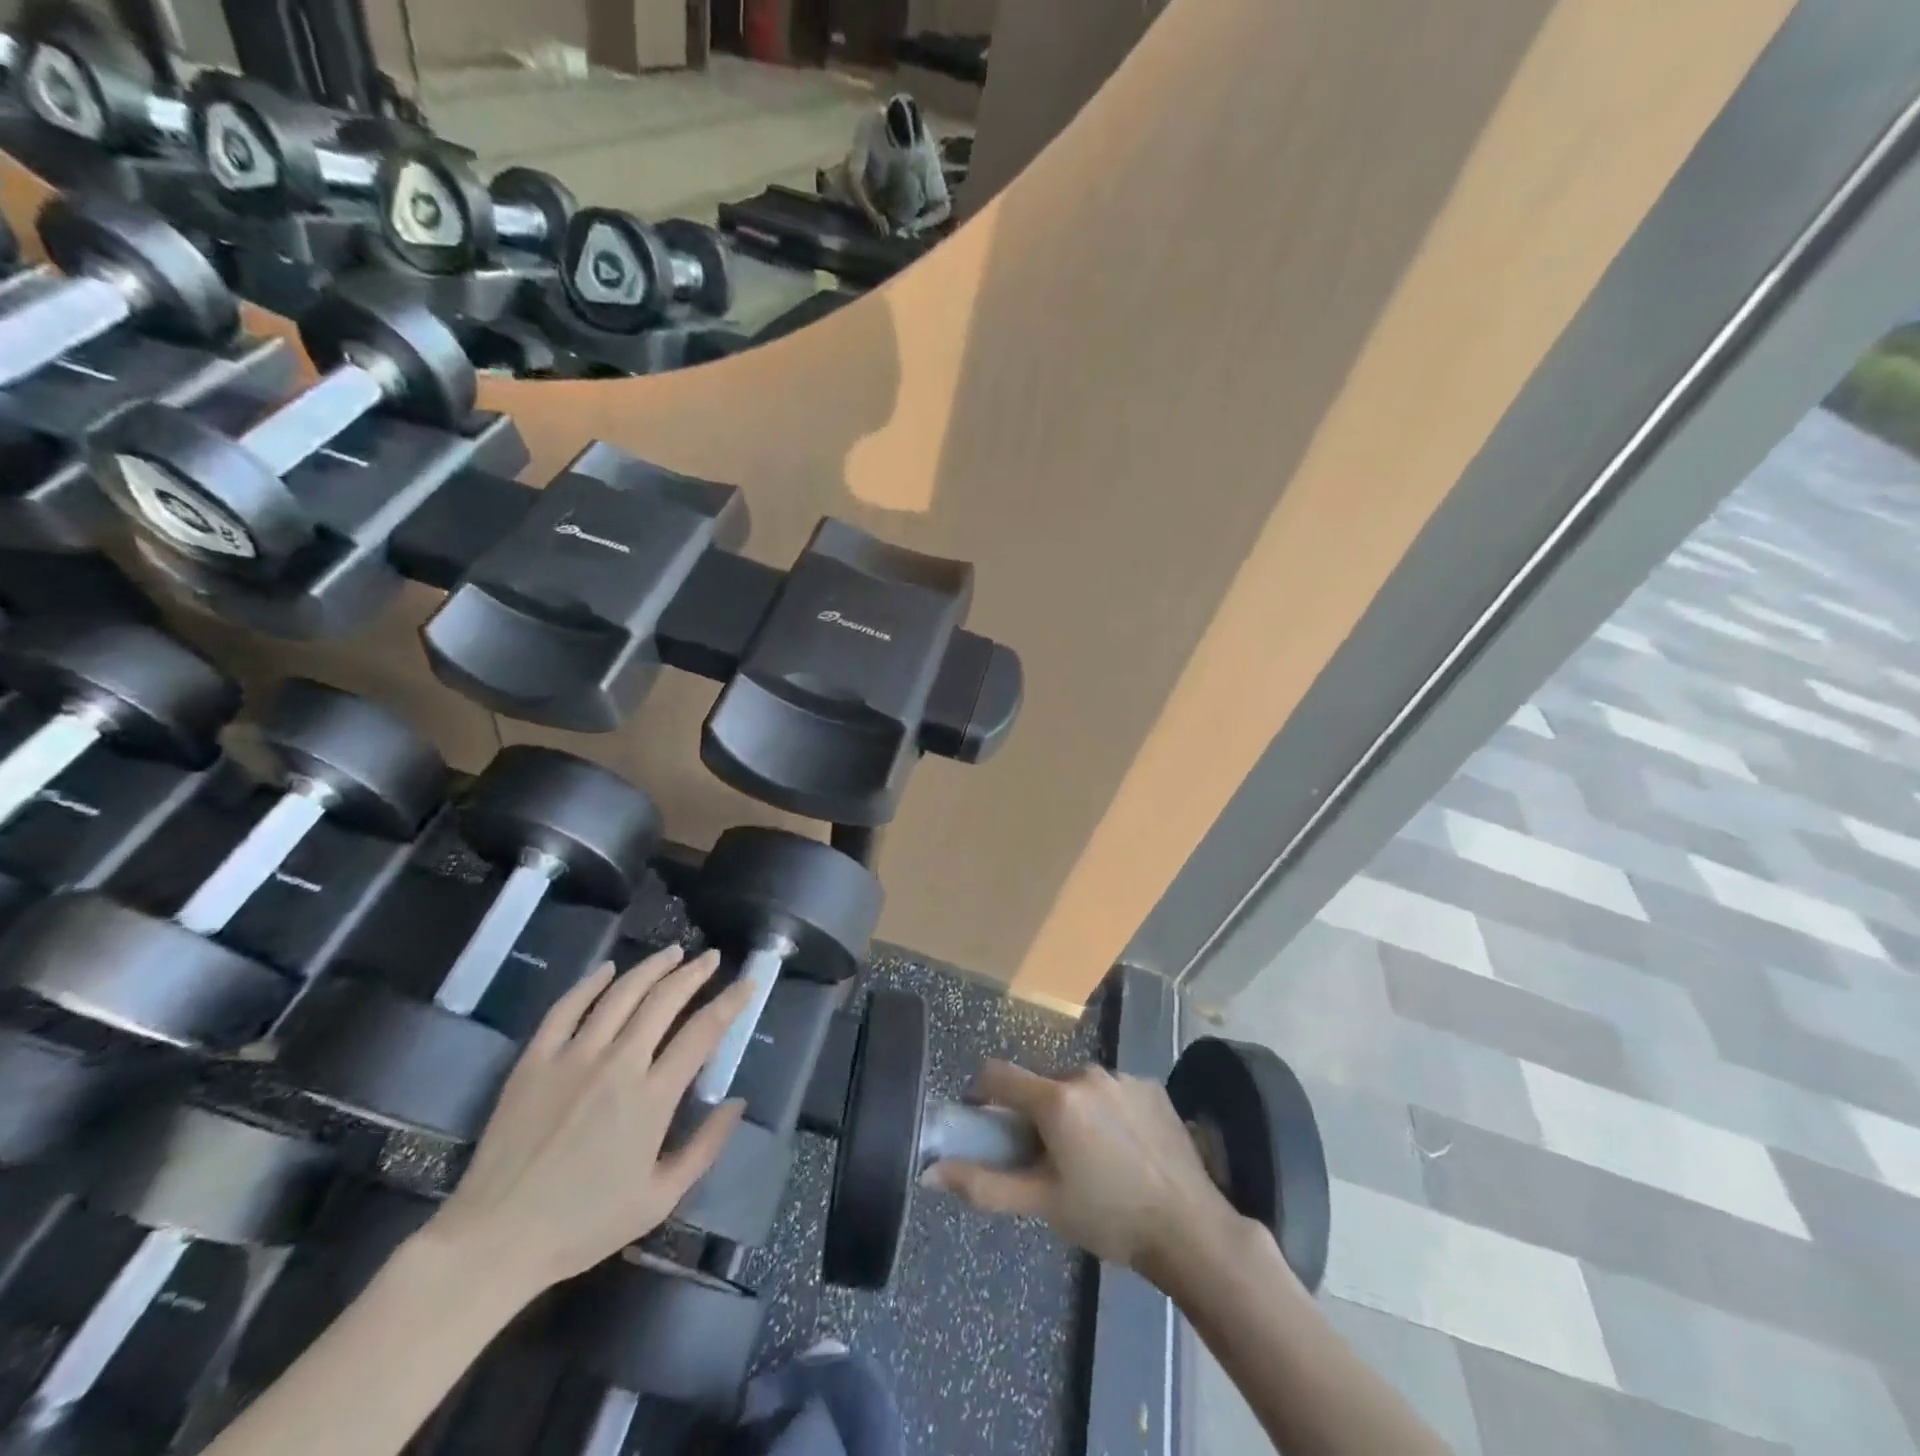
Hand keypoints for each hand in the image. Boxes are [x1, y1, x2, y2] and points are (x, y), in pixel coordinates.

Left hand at [425, 946, 752, 1297]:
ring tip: (672, 953)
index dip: (730, 1002)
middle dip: (693, 973)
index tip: (748, 983)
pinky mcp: (535, 1061)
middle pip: (663, 1001)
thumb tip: (737, 1102)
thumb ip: (705, 1148)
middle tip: (711, 958)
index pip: (702, 1033)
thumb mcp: (659, 1199)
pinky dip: (590, 983)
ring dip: (651, 968)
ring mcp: (572, 1057)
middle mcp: (617, 1065)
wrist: (494, 1241)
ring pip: (620, 994)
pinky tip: (607, 970)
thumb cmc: (583, 1225)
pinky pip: (566, 1008)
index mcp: (652, 1098)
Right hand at [928, 1062, 1243, 1286]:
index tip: (985, 1121)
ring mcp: (1123, 1076)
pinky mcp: (1152, 1085)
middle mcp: (1086, 1073)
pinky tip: (1126, 1149)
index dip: (982, 1093)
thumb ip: (983, 1184)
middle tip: (1047, 1157)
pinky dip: (1108, 1111)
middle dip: (1036, 1112)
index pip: (998, 1073)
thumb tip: (929, 1172)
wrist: (1190, 1228)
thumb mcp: (1042, 1204)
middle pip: (1042, 1083)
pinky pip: (1113, 1090)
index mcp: (1055, 1098)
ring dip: (1074, 1110)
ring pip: (1079, 1086)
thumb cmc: (1108, 1217)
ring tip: (1092, 1158)